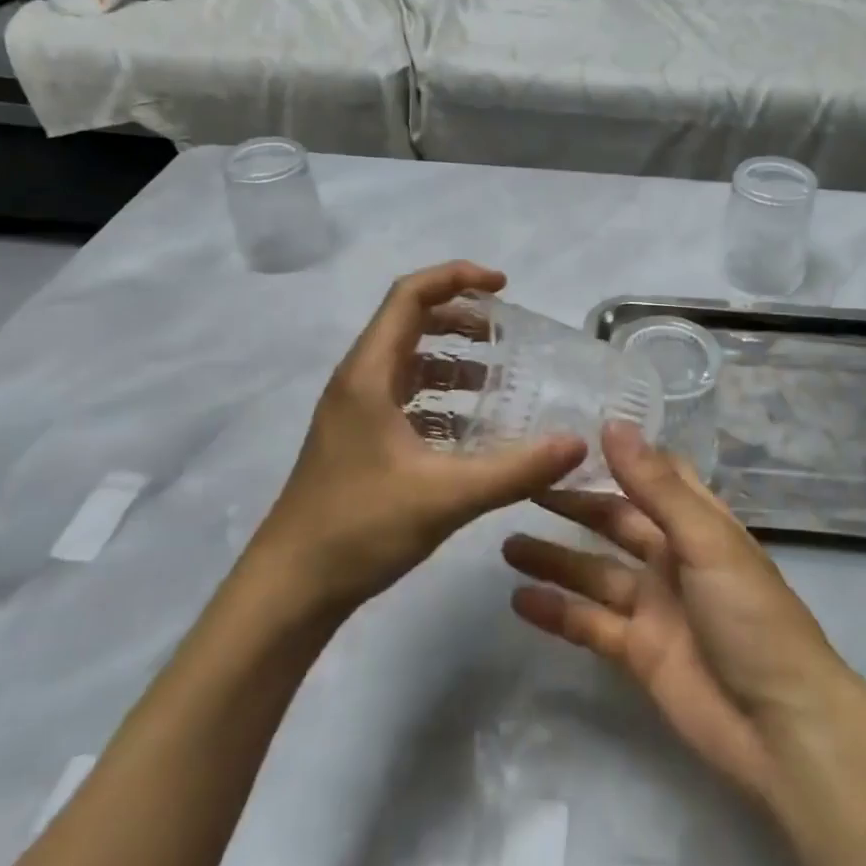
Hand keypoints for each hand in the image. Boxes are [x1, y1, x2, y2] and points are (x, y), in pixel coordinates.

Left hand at [255, 261, 585, 610]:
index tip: (503, 286)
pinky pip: (406, 399)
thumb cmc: (360, 528)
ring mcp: (355, 412)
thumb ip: (516, 469)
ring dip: (452, 360)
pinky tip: (472, 428)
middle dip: (461, 319)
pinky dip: (441, 398)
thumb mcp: (447, 496)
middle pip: (410, 323)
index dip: (456, 278)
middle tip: (507, 333)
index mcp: (369, 374)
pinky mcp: (359, 440)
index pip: (410, 296)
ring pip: (408, 363)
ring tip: (499, 378)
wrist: (290, 587)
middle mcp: (359, 381)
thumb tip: (576, 443)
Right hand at [502, 423, 849, 805]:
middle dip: (573, 506)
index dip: (618, 457)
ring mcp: (654, 606)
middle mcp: (673, 557)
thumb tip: (612, 424)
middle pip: (615, 522)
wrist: (781, 726)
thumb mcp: (705, 540)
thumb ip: (655, 485)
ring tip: (506, 543)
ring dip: (555, 558)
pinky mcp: (638, 652)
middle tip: (523, 489)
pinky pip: (589, 624)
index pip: (654, 476)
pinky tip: (518, 599)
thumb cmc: (750, 615)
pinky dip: (557, 612)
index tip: (570, 439)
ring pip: (594, 572)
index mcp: (697, 523)